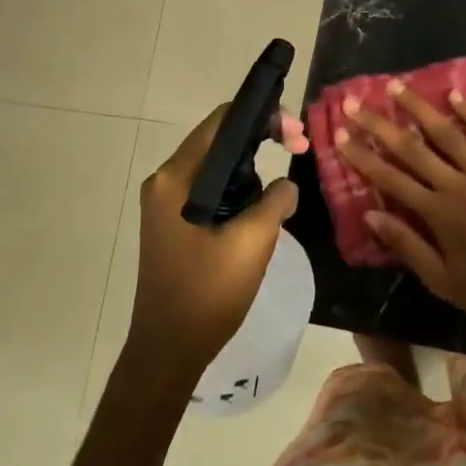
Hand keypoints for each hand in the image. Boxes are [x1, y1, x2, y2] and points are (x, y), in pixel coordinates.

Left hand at [130, 105, 307, 385]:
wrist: (168, 350)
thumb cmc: (208, 292)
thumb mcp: (253, 241)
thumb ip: (275, 200)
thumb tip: (285, 184)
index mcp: (177, 178)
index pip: (222, 121)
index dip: (263, 116)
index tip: (296, 135)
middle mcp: (166, 181)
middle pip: (219, 138)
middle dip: (262, 136)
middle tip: (300, 147)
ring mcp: (166, 203)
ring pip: (217, 164)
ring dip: (253, 163)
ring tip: (286, 172)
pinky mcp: (173, 222)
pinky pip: (210, 187)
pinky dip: (238, 185)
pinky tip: (261, 201)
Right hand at [335, 83, 465, 339]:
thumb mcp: (442, 280)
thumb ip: (407, 244)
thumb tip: (370, 214)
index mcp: (437, 213)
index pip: (390, 178)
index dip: (363, 155)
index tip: (340, 134)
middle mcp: (457, 184)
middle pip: (412, 148)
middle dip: (381, 124)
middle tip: (357, 102)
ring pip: (448, 132)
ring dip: (420, 108)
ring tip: (398, 85)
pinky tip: (455, 94)